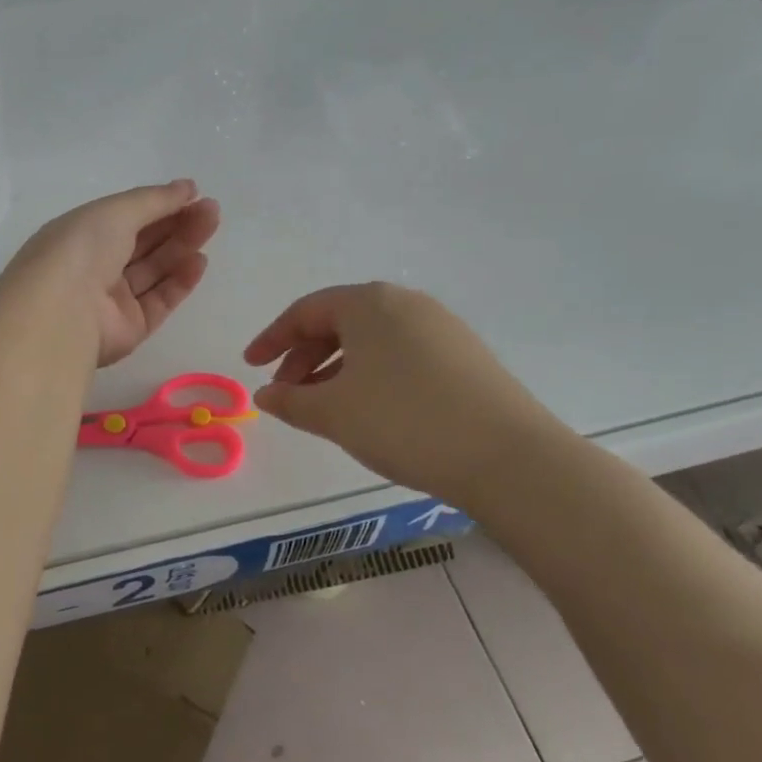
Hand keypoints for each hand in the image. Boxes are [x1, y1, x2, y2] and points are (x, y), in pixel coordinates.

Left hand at [3, 180, 220, 366]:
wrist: (62, 311)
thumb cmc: (82, 249)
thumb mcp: (117, 211)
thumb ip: (155, 199)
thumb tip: (188, 187)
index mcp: (82, 235)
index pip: (127, 217)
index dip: (159, 205)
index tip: (193, 194)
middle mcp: (96, 266)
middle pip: (144, 243)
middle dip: (177, 224)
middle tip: (211, 210)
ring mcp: (112, 300)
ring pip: (155, 270)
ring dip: (183, 247)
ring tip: (212, 225)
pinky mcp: (130, 328)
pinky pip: (159, 301)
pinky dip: (180, 281)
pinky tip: (200, 261)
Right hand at [244, 283, 570, 505]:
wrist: (509, 457)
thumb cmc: (404, 422)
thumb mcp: (334, 414)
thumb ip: (291, 401)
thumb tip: (265, 396)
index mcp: (368, 303)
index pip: (305, 311)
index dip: (272, 339)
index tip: (252, 368)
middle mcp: (405, 303)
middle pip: (339, 322)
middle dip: (305, 357)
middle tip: (287, 394)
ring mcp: (441, 327)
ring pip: (372, 341)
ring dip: (338, 369)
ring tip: (326, 408)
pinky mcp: (466, 355)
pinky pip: (402, 355)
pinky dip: (373, 376)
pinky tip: (372, 410)